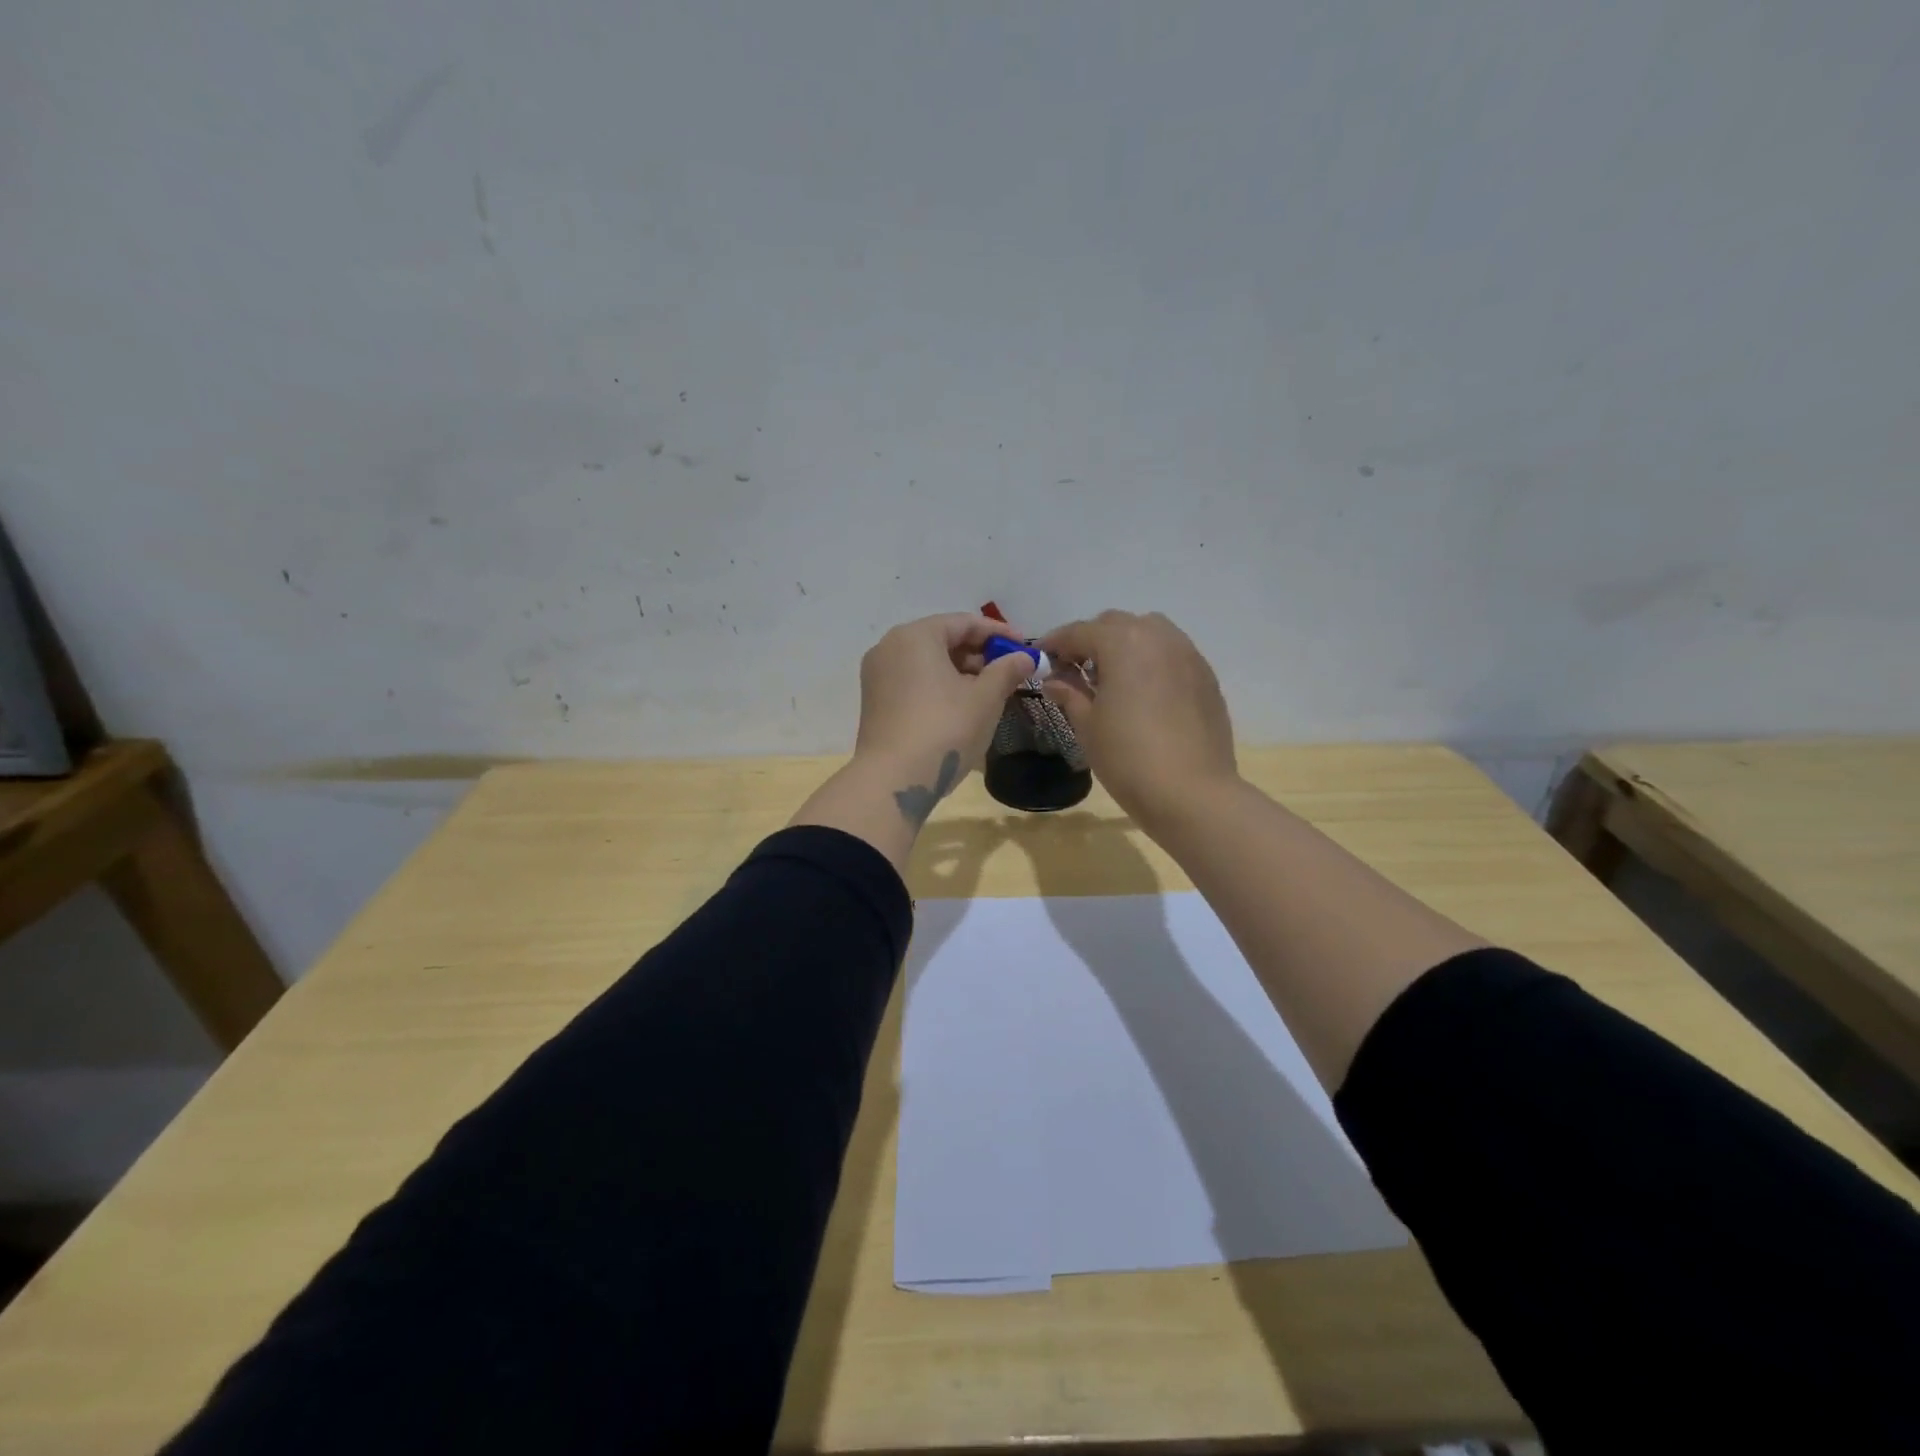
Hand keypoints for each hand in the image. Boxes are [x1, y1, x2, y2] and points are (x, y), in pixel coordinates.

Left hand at [853, 613, 1035, 813]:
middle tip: (1010, 671)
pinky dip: (939, 686)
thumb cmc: (944, 729)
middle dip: (979, 654)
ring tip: (991, 691)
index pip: (964, 623)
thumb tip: (1025, 657)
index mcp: (915, 636)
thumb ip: (1007, 671)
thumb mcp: (985, 698)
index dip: (999, 633)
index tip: (1026, 647)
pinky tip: (962, 706)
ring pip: (927, 662)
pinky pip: (913, 681)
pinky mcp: (874, 701)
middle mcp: (890, 647)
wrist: (893, 780)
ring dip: (961, 672)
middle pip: (943, 640)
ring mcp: (877, 675)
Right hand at [1039, 610, 1237, 826]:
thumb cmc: (1128, 758)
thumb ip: (1069, 694)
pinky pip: (1171, 655)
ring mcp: (1188, 654)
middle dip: (1091, 641)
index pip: (1079, 632)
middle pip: (1116, 625)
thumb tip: (1054, 680)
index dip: (1055, 643)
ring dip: (1125, 646)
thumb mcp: (1087, 726)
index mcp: (1122, 642)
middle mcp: (1158, 636)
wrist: (1192, 793)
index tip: (1041, 658)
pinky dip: (1151, 662)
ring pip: (1149, 633)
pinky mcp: (1206, 677)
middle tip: (1074, 670)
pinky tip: (1143, 694)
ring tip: (1112, 679)